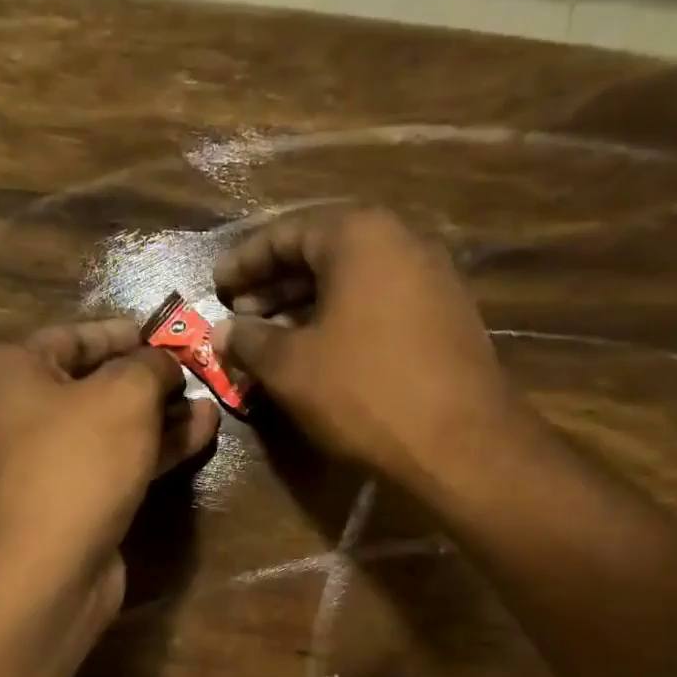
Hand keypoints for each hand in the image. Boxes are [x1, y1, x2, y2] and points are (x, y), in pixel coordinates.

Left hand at [0, 318, 219, 613]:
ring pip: (115, 426)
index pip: (76, 335)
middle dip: (151, 378)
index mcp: (17, 370)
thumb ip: (151, 366)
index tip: (170, 335)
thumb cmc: (80, 461)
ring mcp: (52, 460)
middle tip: (198, 373)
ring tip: (211, 405)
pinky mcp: (77, 498)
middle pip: (98, 382)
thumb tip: (166, 363)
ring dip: (163, 415)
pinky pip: (120, 461)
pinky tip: (201, 435)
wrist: (52, 566)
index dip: (126, 332)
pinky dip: (157, 448)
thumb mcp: (124, 395)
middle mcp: (26, 411)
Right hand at [211, 207, 523, 490]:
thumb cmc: (364, 392)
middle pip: (322, 254)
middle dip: (275, 286)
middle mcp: (401, 242)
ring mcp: (431, 279)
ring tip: (272, 340)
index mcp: (359, 236)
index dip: (244, 262)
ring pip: (352, 282)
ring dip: (306, 308)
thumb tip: (221, 333)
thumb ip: (249, 341)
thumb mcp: (291, 367)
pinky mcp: (446, 317)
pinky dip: (342, 322)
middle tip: (240, 316)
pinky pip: (379, 305)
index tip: (216, 287)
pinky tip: (319, 355)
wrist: (460, 442)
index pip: (285, 234)